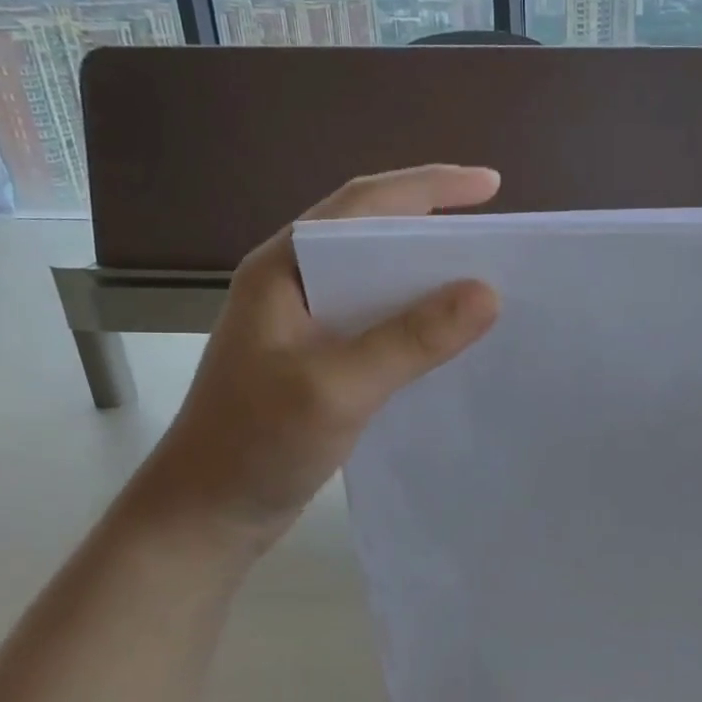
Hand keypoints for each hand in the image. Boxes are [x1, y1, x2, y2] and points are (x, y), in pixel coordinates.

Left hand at [141, 166, 501, 536]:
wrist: (204, 517)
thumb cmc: (255, 444)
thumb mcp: (337, 387)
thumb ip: (410, 339)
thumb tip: (487, 293)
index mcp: (284, 268)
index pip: (364, 204)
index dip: (430, 186)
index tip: (492, 184)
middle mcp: (294, 283)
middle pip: (373, 233)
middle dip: (435, 223)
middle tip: (497, 234)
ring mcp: (305, 324)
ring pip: (379, 280)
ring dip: (429, 273)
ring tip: (484, 277)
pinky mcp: (319, 360)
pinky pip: (379, 321)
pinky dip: (418, 318)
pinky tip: (450, 333)